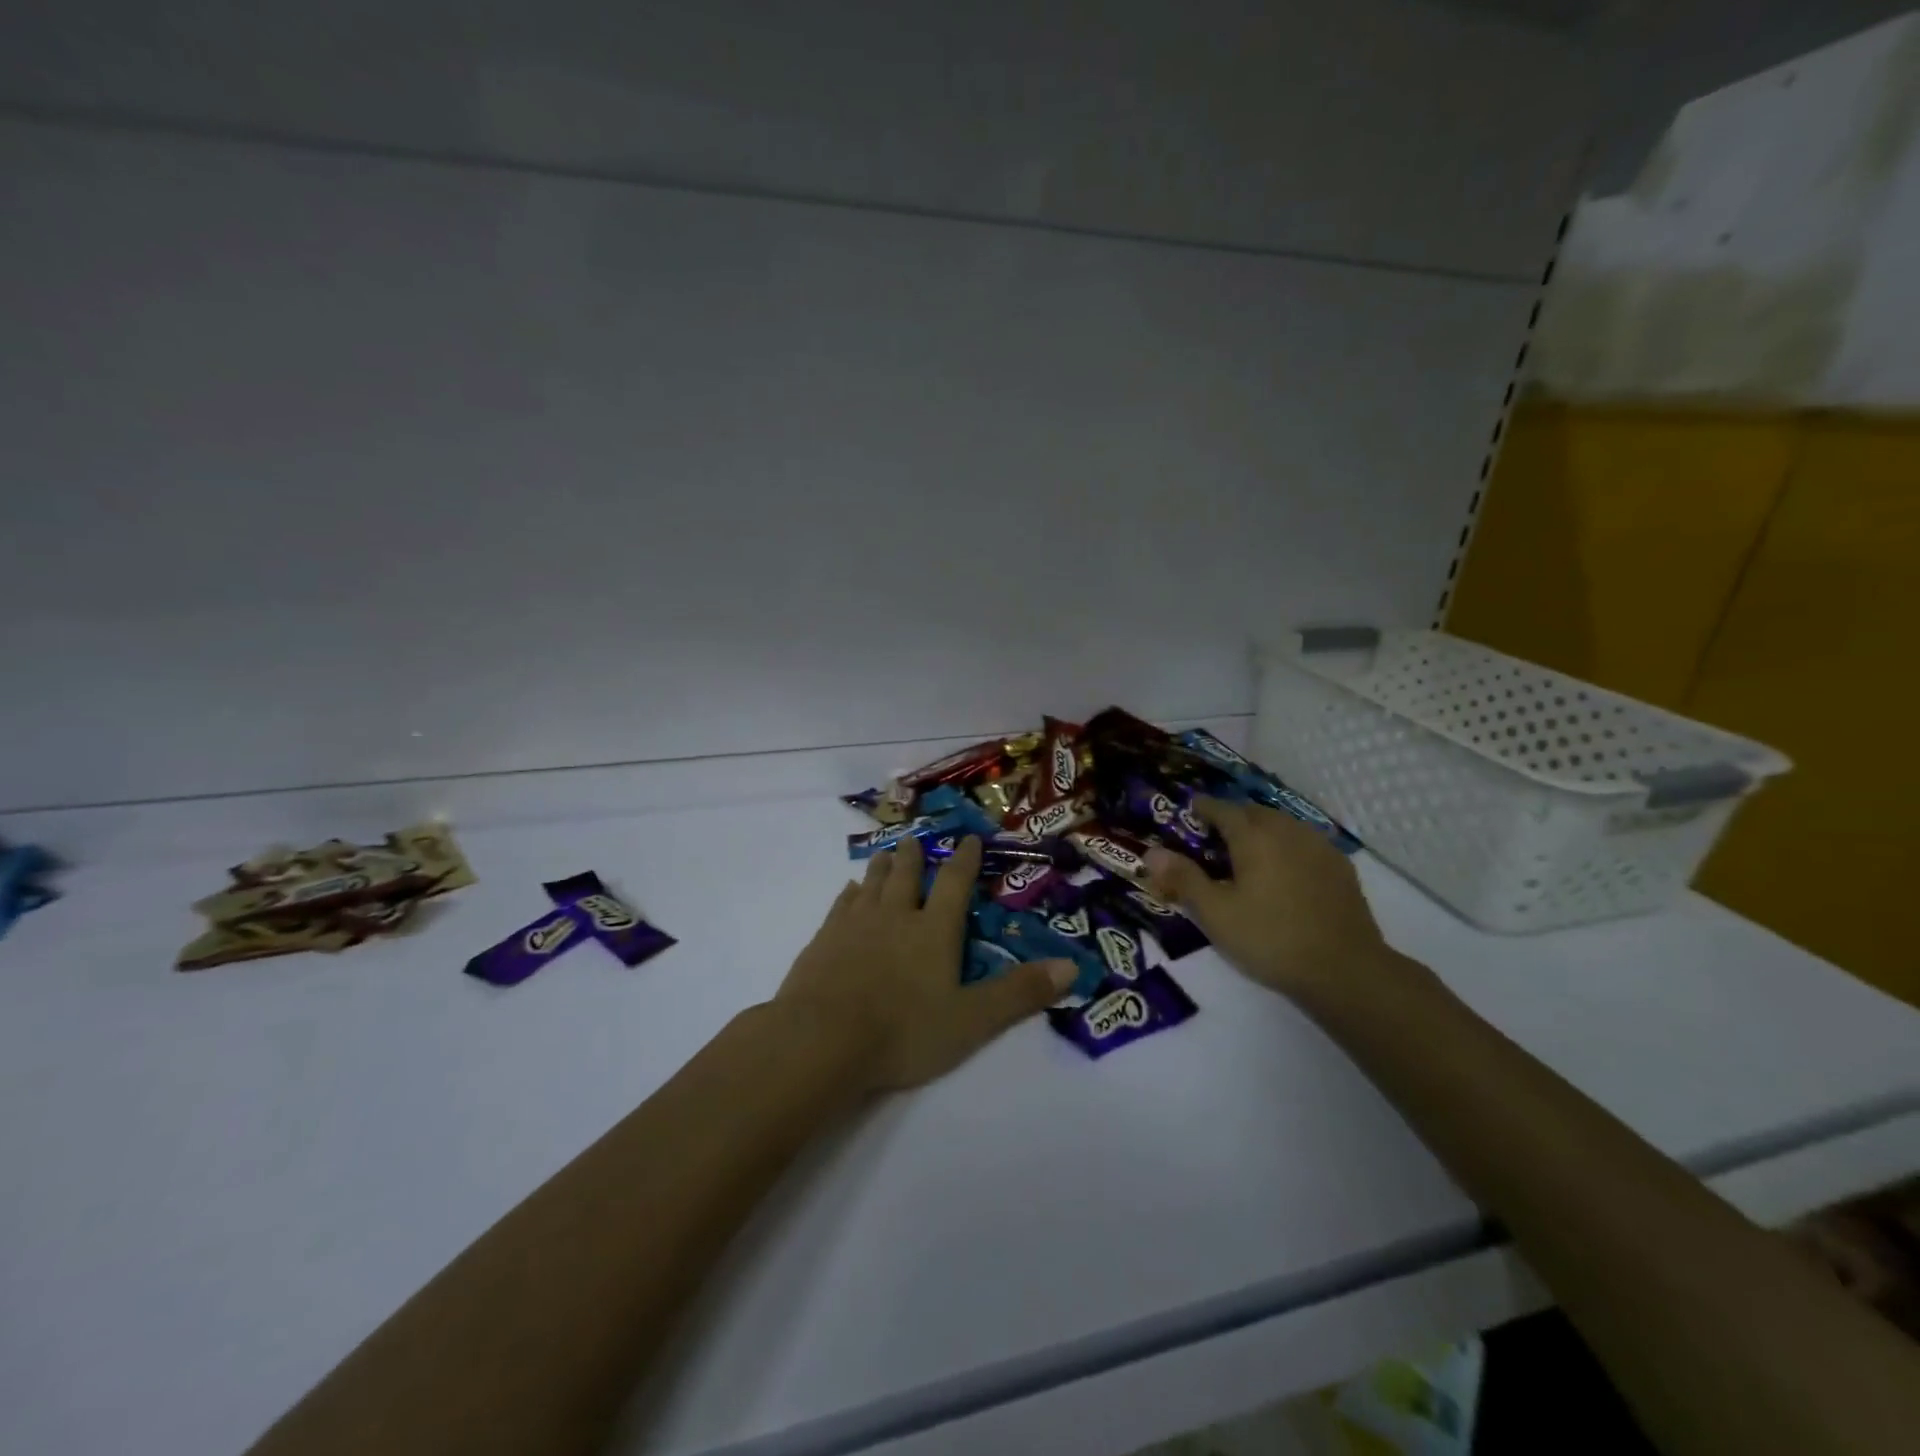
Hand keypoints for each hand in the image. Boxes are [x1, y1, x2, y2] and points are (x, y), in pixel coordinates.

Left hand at [775, 835, 1075, 1092]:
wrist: (822, 1040)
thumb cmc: (903, 1031)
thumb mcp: (972, 1020)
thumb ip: (1020, 993)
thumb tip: (1074, 965)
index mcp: (933, 930)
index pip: (954, 883)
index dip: (964, 860)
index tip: (968, 839)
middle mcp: (895, 916)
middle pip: (906, 875)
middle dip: (913, 855)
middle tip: (914, 839)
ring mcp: (855, 925)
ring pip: (871, 884)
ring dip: (881, 867)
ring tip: (885, 854)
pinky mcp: (823, 940)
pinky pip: (840, 905)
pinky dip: (849, 893)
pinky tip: (848, 891)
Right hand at [1145, 799, 1414, 1010]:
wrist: (1344, 970)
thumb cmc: (1270, 938)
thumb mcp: (1215, 913)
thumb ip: (1183, 879)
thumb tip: (1151, 852)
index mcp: (1253, 836)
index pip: (1222, 809)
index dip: (1202, 808)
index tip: (1189, 813)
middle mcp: (1286, 830)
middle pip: (1253, 812)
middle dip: (1232, 817)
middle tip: (1214, 837)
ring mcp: (1318, 846)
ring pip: (1282, 824)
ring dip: (1261, 829)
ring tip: (1248, 852)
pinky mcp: (1340, 867)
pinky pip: (1304, 842)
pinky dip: (1287, 845)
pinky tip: (1284, 869)